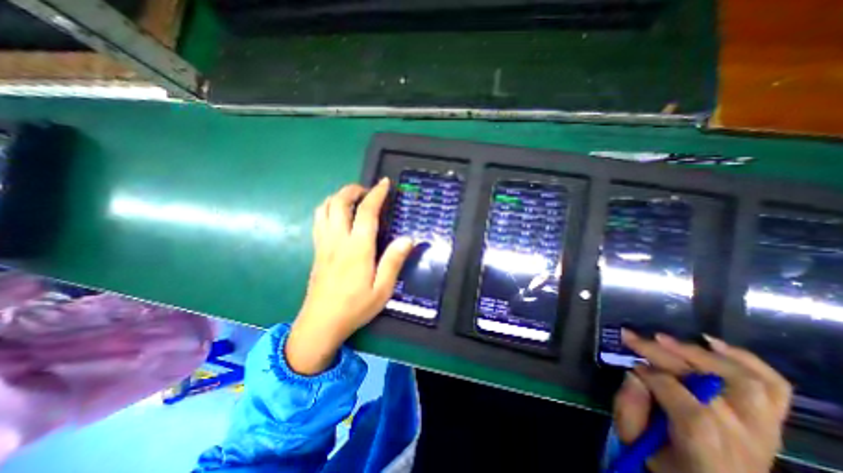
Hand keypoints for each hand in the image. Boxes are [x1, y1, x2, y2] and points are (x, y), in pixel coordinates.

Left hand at [284, 180, 414, 373]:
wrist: (321, 323)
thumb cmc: (355, 307)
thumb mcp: (382, 289)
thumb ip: (394, 262)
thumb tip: (408, 238)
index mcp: (357, 248)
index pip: (366, 212)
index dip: (376, 194)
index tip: (384, 183)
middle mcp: (338, 240)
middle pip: (339, 202)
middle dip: (353, 189)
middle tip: (368, 190)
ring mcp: (323, 243)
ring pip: (325, 208)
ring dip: (339, 196)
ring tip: (353, 199)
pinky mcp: (316, 249)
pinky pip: (318, 219)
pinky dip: (328, 207)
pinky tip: (338, 214)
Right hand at [614, 331, 790, 472]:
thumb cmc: (668, 468)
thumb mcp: (635, 444)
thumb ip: (628, 409)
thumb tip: (634, 374)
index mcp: (710, 456)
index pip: (690, 409)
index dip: (654, 378)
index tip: (630, 365)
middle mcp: (746, 442)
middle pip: (710, 386)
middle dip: (662, 354)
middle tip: (632, 337)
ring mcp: (765, 432)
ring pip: (744, 380)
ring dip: (698, 353)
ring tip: (663, 338)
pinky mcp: (770, 422)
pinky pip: (773, 387)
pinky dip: (745, 359)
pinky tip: (712, 342)